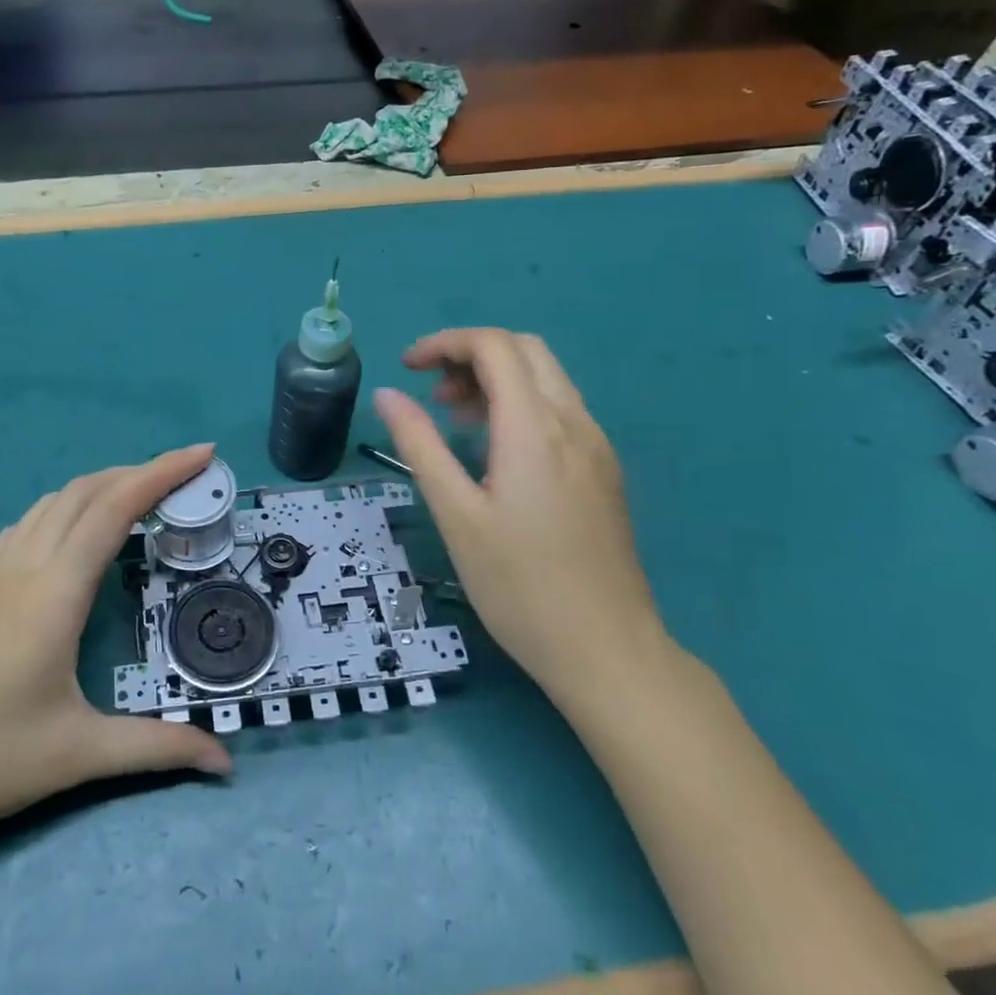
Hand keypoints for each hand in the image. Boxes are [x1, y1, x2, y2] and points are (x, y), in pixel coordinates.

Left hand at [0, 444, 231, 868]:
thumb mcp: (80, 755)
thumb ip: (159, 748)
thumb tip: (226, 762)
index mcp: (55, 591)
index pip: (116, 507)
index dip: (162, 472)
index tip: (203, 451)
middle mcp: (23, 566)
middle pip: (86, 492)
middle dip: (139, 472)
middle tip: (185, 478)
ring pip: (52, 503)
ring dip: (100, 487)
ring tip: (140, 499)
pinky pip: (26, 525)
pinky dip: (65, 509)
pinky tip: (73, 537)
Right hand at [373, 329, 669, 709]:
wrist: (608, 651)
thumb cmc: (520, 586)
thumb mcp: (456, 514)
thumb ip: (420, 445)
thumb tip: (387, 394)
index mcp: (535, 428)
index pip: (494, 347)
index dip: (445, 343)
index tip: (406, 368)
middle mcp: (574, 422)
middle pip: (525, 350)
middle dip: (471, 355)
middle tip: (432, 393)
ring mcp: (596, 445)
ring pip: (546, 378)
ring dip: (496, 379)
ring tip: (453, 419)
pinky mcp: (603, 470)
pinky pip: (559, 410)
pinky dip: (519, 405)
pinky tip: (493, 450)